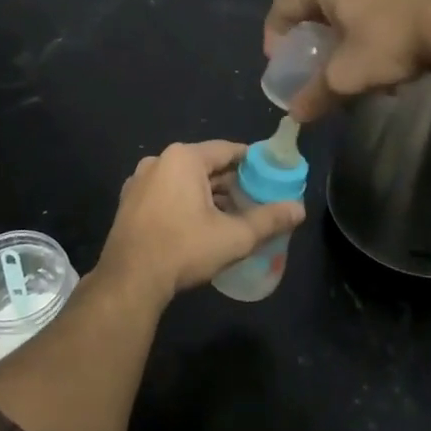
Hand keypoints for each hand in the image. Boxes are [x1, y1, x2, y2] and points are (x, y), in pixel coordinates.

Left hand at [97, 141, 304, 307]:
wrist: (129, 280)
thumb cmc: (183, 249)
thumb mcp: (234, 236)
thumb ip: (269, 219)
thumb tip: (300, 209)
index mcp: (183, 158)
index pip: (228, 150)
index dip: (252, 162)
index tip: (270, 177)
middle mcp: (158, 161)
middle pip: (205, 165)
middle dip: (231, 183)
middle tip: (255, 201)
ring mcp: (139, 181)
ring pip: (184, 181)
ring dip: (208, 195)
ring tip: (231, 216)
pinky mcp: (129, 202)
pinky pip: (166, 193)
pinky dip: (185, 203)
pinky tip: (199, 226)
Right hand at [264, 0, 430, 120]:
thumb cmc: (390, 42)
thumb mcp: (347, 76)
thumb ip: (316, 94)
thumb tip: (296, 114)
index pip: (284, 5)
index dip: (275, 35)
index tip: (281, 61)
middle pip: (319, 3)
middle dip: (316, 37)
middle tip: (319, 62)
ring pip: (352, 4)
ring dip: (348, 35)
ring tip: (359, 65)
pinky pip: (380, 3)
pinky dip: (374, 28)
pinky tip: (391, 56)